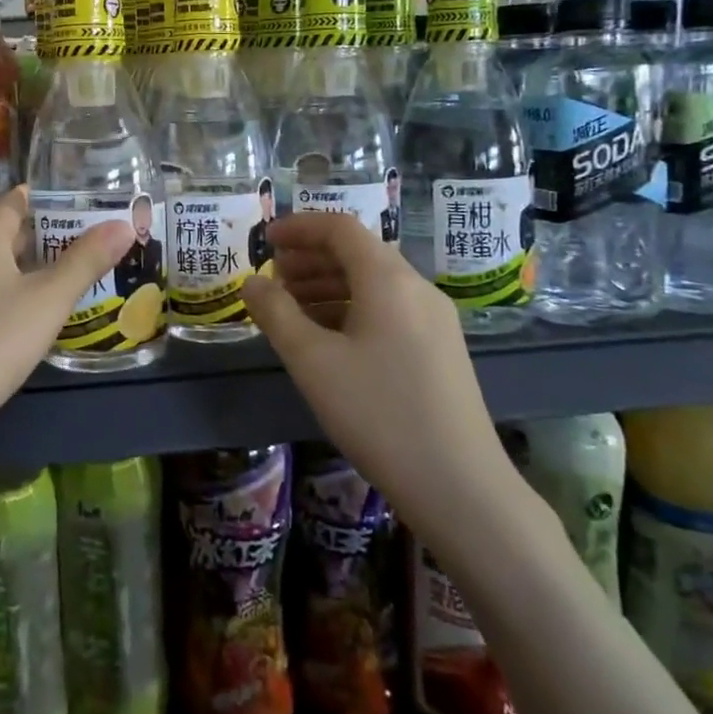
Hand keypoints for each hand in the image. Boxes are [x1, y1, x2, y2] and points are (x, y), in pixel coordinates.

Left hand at [0, 188, 132, 443]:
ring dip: (20, 265)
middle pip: (0, 232)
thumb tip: (124, 224)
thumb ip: (86, 261)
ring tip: (58, 275)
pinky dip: (1, 290)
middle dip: (38, 234)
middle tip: (80, 240)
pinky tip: (20, 314)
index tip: (75, 200)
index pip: (13, 202)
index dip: (44, 198)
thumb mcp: (48, 301)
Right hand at [240, 214, 514, 542]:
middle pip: (358, 252)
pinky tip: (328, 338)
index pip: (340, 228)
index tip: (264, 240)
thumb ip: (276, 314)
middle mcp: (416, 288)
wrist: (460, 486)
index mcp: (388, 279)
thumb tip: (252, 282)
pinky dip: (351, 308)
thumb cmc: (378, 414)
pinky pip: (388, 309)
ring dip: (328, 284)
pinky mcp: (440, 349)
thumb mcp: (312, 361)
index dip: (298, 227)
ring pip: (374, 283)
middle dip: (310, 258)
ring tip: (291, 307)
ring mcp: (434, 320)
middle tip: (272, 277)